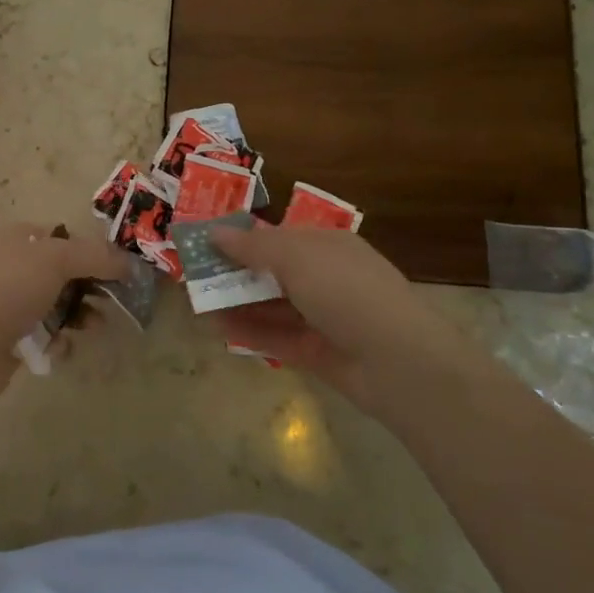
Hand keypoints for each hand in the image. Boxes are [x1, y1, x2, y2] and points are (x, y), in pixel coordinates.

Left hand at [0, 221, 128, 366]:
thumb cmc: (8, 289)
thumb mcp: (56, 259)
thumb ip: (95, 256)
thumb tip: (128, 262)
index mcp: (11, 237)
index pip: (58, 236)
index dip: (88, 249)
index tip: (115, 268)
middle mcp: (6, 265)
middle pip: (59, 271)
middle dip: (88, 286)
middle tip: (112, 300)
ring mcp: (3, 302)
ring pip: (53, 304)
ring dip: (77, 314)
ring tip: (94, 327)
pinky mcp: (5, 337)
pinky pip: (41, 334)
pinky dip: (56, 340)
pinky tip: (62, 348)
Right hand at [208, 224, 430, 417]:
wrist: (398, 361)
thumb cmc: (346, 291)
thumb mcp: (296, 257)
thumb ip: (253, 245)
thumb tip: (214, 231)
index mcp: (328, 246)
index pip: (280, 236)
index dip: (244, 238)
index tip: (207, 242)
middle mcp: (327, 278)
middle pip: (274, 272)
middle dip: (236, 272)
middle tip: (195, 276)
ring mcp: (324, 318)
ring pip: (273, 306)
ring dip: (238, 303)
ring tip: (198, 303)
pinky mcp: (319, 353)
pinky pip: (278, 338)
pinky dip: (250, 332)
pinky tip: (218, 328)